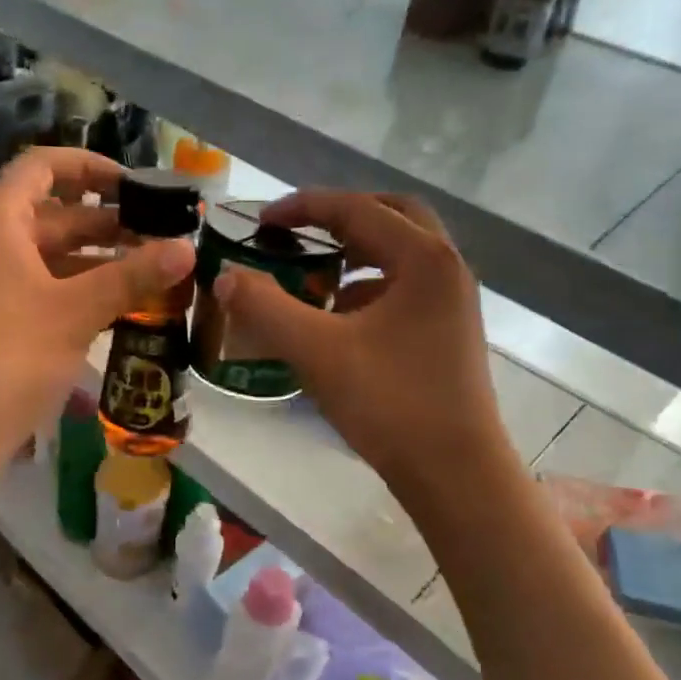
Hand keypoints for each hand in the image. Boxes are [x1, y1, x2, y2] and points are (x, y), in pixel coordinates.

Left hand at [0, 146, 194, 471]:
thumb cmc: (8, 357)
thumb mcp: (76, 312)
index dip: (92, 168)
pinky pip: (36, 285)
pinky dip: (74, 288)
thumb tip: (188, 248)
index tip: (138, 187)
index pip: (44, 167)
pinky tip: (115, 306)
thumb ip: (133, 276)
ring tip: (149, 272)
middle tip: (161, 237)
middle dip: (107, 223)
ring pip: (47, 254)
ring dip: (96, 260)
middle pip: (51, 213)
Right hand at [211, 190, 505, 497]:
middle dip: (342, 216)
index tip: (262, 220)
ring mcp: (453, 301)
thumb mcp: (317, 352)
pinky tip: (340, 317)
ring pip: (403, 253)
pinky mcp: (450, 331)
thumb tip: (225, 277)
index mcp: (423, 258)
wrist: (455, 472)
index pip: (357, 209)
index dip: (304, 207)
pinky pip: (407, 287)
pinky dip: (371, 286)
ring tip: (315, 271)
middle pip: (392, 216)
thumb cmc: (390, 404)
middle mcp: (446, 267)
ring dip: (359, 251)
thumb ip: (266, 308)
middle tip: (301, 231)